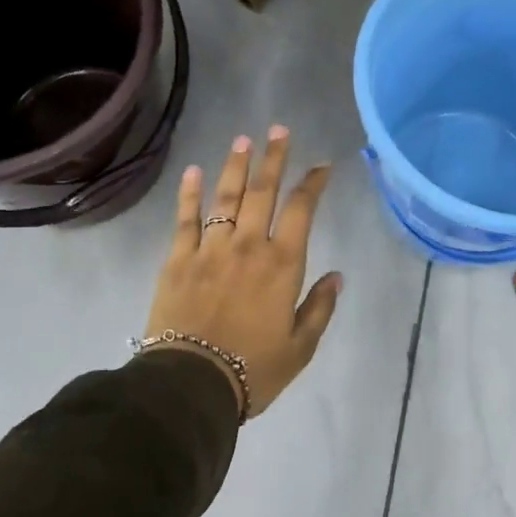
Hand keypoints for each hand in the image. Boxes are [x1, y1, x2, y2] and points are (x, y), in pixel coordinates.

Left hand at [144, 126, 343, 419]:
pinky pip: (185, 218)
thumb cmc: (253, 370)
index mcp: (282, 264)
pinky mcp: (178, 259)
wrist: (191, 386)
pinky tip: (193, 171)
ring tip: (243, 140)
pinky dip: (189, 193)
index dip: (312, 184)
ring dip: (236, 166)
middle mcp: (248, 245)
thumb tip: (338, 275)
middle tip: (278, 130)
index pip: (301, 210)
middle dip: (273, 158)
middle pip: (263, 191)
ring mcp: (210, 248)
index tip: (321, 167)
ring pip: (225, 197)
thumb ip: (320, 307)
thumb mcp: (301, 347)